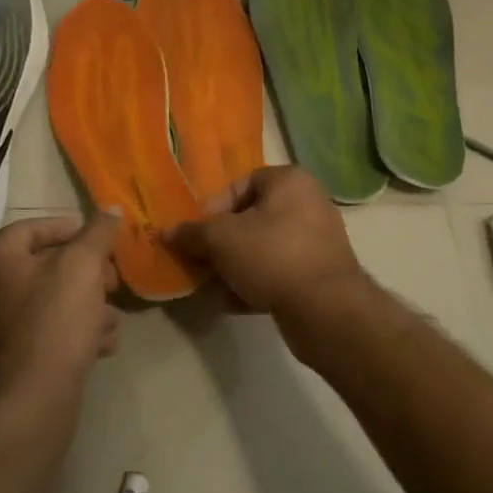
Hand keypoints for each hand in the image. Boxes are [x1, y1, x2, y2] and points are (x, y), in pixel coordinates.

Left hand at [0, 211, 123, 408]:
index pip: (36, 227)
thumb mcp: (83, 266)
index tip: (104, 241)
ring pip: (51, 300)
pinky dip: (74, 331)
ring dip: (88, 305)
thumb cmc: (55, 320)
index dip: (74, 229)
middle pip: (46, 265)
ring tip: (114, 318)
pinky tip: (102, 344)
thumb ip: (99, 233)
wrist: (33, 400)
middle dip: (88, 273)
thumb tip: (112, 209)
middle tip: (114, 282)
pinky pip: (46, 330)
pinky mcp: (9, 355)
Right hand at [165, 166, 369, 345]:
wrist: (326, 310)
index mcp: (290, 182)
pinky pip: (279, 272)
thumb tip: (167, 232)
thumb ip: (191, 233)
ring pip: (264, 248)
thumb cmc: (271, 256)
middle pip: (252, 218)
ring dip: (236, 266)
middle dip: (222, 242)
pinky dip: (256, 284)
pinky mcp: (320, 275)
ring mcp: (318, 241)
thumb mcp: (220, 239)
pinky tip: (233, 303)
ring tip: (214, 286)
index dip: (214, 207)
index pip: (241, 184)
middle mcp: (309, 204)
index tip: (197, 233)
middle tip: (201, 262)